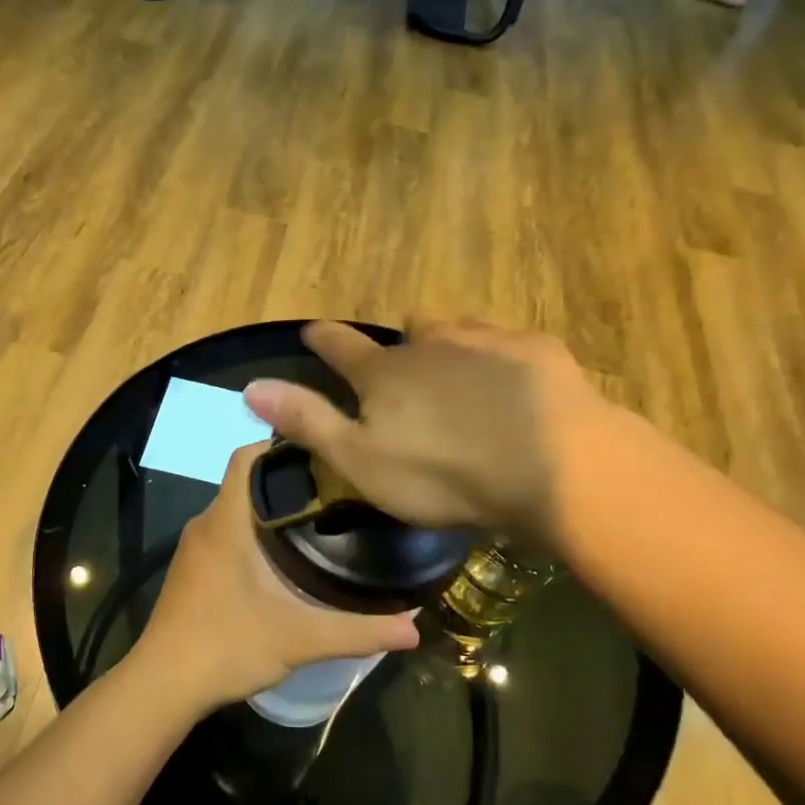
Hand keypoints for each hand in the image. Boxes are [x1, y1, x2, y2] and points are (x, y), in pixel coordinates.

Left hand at [129, 443, 419, 712]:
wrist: (161, 686)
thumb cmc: (225, 648)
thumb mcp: (299, 639)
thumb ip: (358, 631)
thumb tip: (415, 629)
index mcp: (226, 522)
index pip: (248, 457)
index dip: (282, 444)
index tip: (326, 452)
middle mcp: (206, 524)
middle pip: (248, 481)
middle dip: (289, 479)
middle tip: (339, 488)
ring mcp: (195, 548)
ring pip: (238, 509)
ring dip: (273, 508)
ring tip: (322, 518)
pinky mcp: (193, 569)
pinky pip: (228, 532)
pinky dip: (256, 532)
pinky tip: (286, 557)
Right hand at [241, 320, 605, 545]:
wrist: (553, 468)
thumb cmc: (443, 474)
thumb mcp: (360, 460)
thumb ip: (308, 420)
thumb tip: (251, 386)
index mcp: (384, 373)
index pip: (339, 345)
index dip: (322, 339)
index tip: (312, 331)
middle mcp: (430, 343)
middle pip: (407, 331)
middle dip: (401, 344)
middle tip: (406, 369)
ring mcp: (486, 340)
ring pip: (457, 330)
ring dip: (450, 345)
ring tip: (458, 373)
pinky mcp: (535, 350)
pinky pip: (508, 342)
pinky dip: (501, 358)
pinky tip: (515, 384)